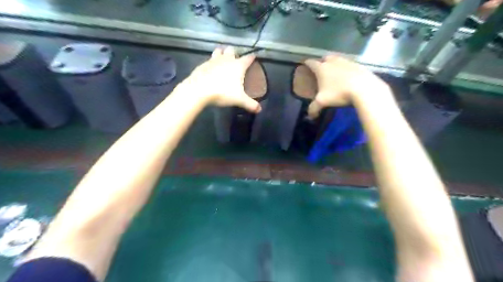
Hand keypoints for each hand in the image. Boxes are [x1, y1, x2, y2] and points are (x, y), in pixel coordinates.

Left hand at [178, 45, 260, 111]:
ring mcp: (213, 60)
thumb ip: (250, 104)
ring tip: (223, 60)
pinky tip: (211, 69)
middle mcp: (226, 59)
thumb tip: (260, 110)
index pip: (248, 58)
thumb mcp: (239, 100)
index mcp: (238, 65)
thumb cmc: (222, 92)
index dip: (252, 57)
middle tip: (236, 61)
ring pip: (219, 51)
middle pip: (232, 50)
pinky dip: (212, 62)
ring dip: (222, 53)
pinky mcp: (203, 64)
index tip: (254, 57)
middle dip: (235, 53)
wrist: (199, 89)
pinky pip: (209, 59)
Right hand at [302, 55, 388, 118]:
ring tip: (334, 72)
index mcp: (322, 68)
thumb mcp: (323, 102)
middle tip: (321, 69)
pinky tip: (347, 76)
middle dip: (322, 62)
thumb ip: (313, 108)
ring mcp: (346, 62)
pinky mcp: (358, 65)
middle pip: (325, 58)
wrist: (364, 88)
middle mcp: (333, 62)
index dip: (306, 63)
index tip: (305, 64)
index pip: (311, 63)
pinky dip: (345, 68)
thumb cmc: (339, 93)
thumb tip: (309, 116)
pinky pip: (348, 64)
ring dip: (334, 64)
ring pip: (337, 59)